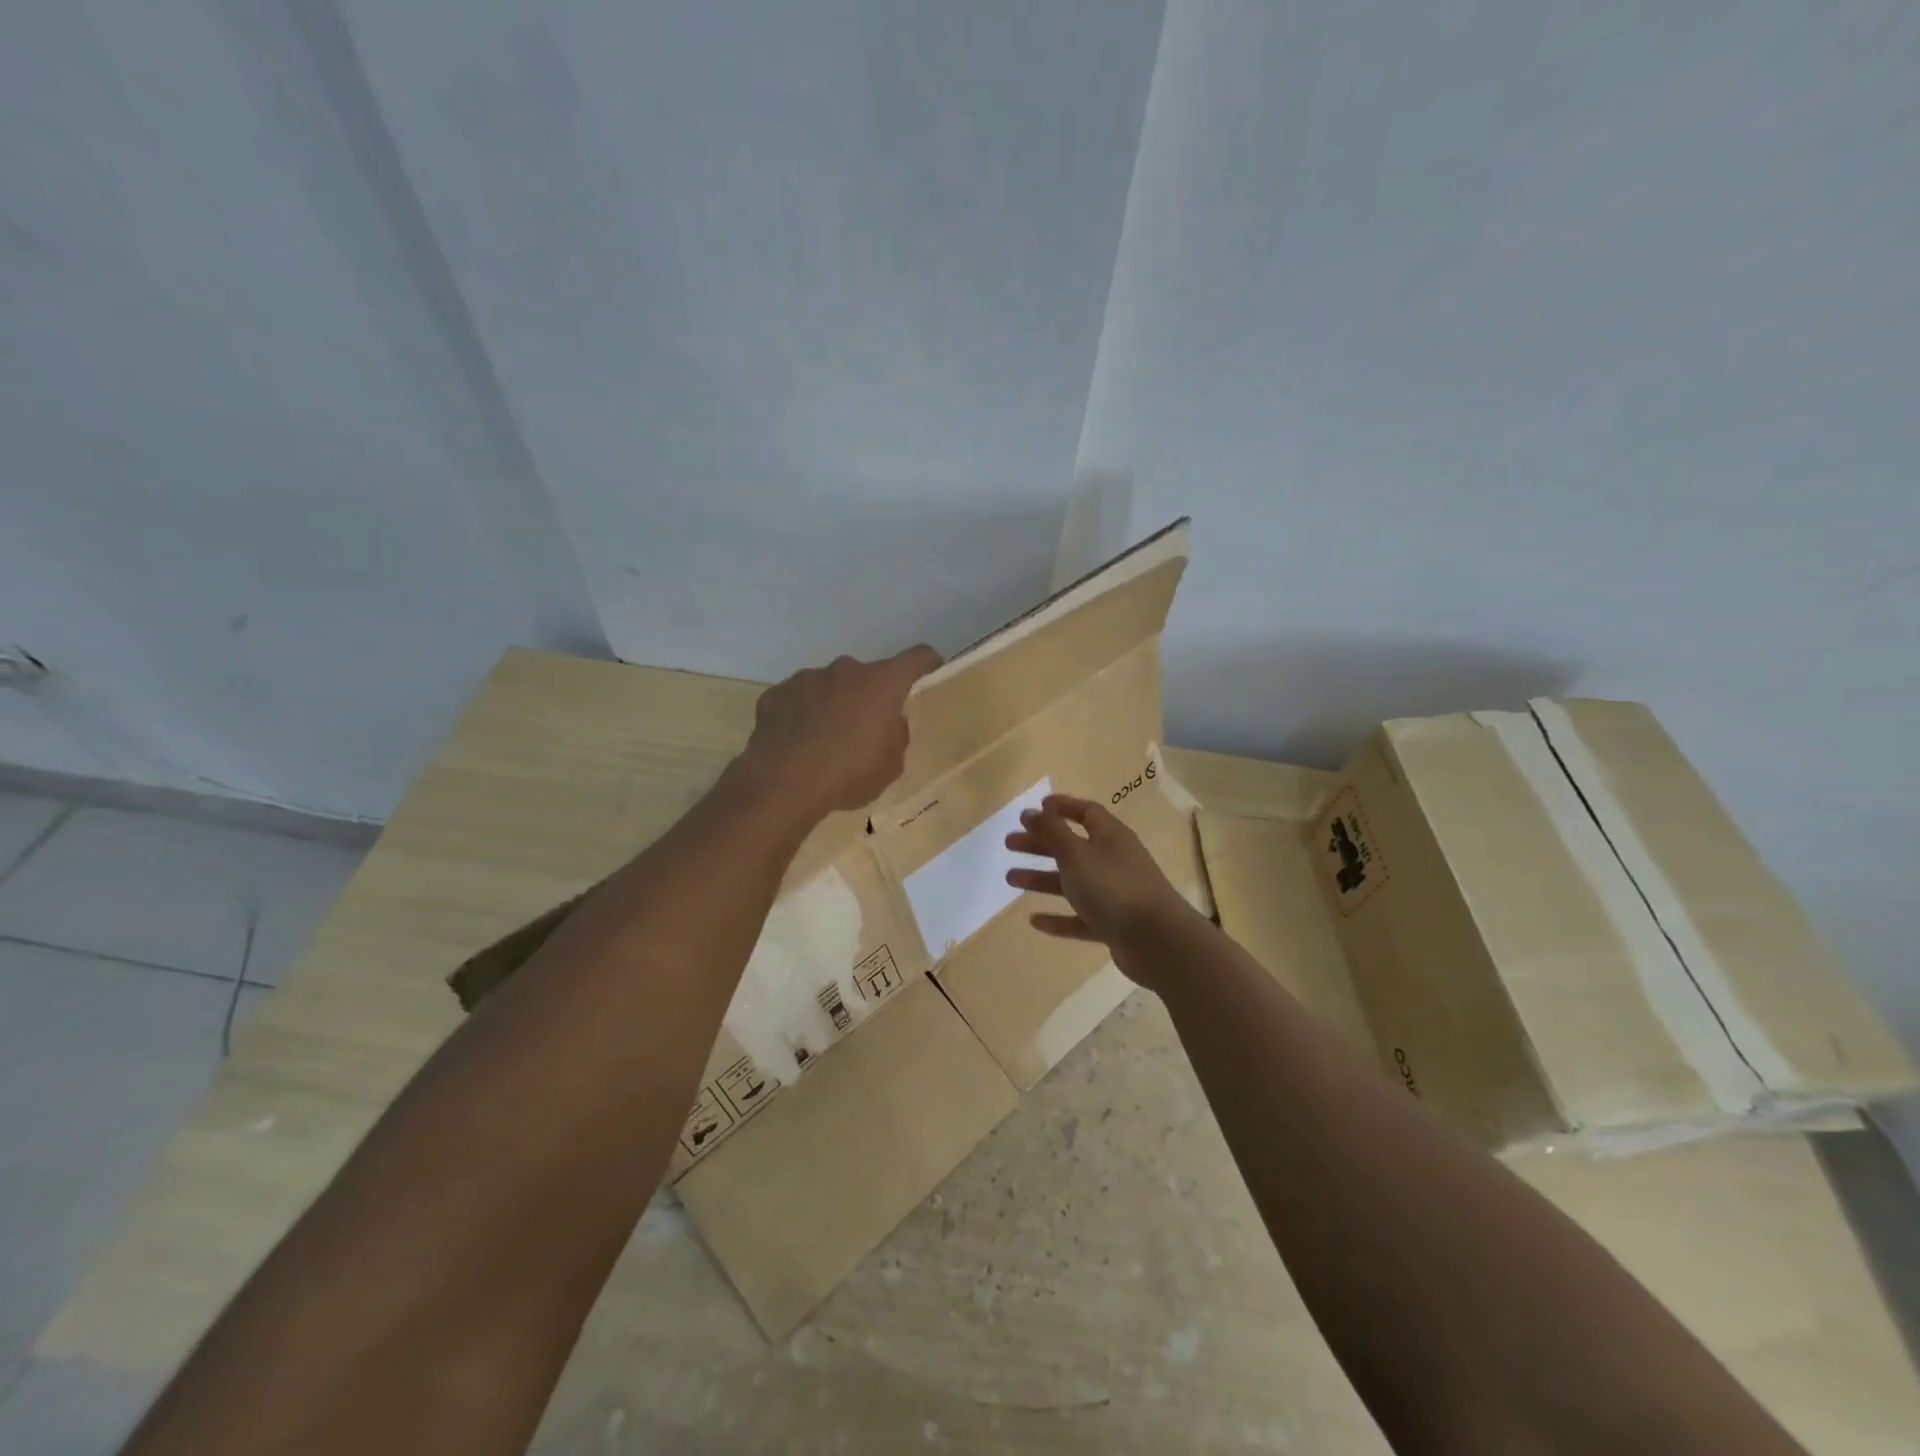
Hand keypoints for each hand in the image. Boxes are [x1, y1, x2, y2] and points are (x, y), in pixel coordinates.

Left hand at [737, 645, 942, 816]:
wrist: (783, 784)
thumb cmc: (848, 774)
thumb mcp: (891, 766)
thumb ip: (896, 737)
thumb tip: (889, 724)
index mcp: (882, 683)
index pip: (916, 658)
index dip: (927, 663)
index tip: (930, 670)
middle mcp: (846, 670)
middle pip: (867, 676)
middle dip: (869, 697)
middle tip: (864, 729)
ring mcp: (807, 678)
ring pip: (829, 686)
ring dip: (833, 704)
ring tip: (825, 740)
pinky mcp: (776, 694)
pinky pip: (798, 700)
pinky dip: (801, 714)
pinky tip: (796, 743)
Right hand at [1004, 795, 1196, 980]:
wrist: (1157, 941)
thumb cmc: (1113, 887)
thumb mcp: (1076, 854)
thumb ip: (1052, 832)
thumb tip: (1032, 812)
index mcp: (1111, 836)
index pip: (1086, 812)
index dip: (1062, 808)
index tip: (1036, 808)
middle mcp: (1114, 861)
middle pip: (1073, 847)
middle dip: (1041, 844)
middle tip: (1010, 844)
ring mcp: (1115, 895)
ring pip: (1073, 882)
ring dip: (1042, 879)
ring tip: (1010, 878)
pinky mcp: (1113, 925)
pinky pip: (1080, 918)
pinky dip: (1058, 918)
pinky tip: (1034, 920)